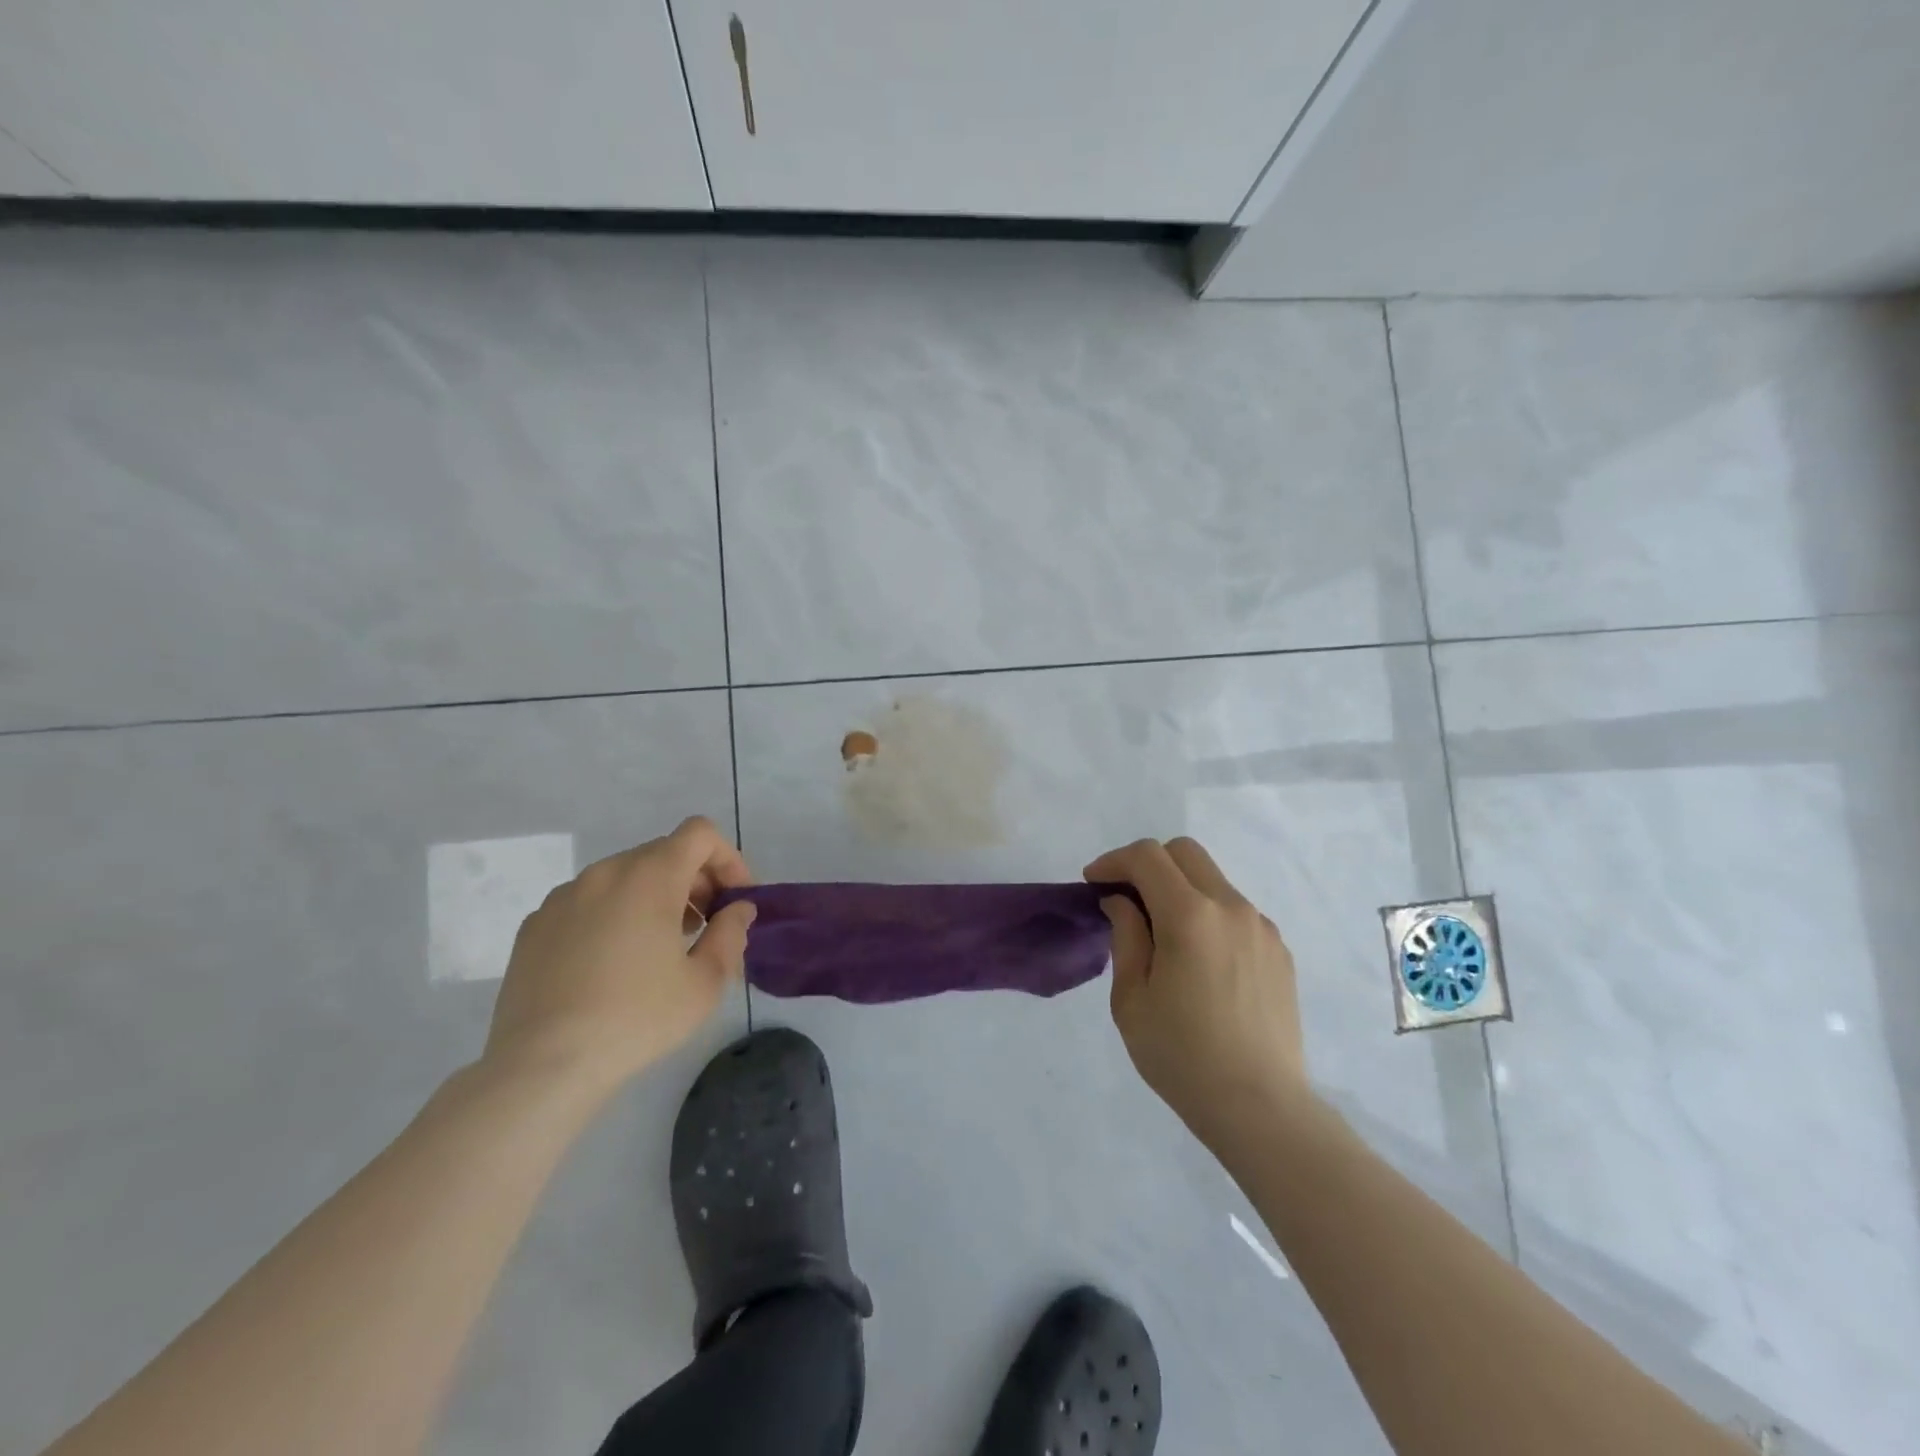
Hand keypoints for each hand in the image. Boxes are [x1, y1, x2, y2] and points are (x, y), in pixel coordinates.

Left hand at [483, 816, 755, 1096]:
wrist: (541, 1066)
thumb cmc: (636, 1018)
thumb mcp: (705, 982)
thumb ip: (730, 934)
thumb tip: (737, 909)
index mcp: (650, 876)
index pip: (700, 833)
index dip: (727, 858)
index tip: (735, 899)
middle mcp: (605, 872)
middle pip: (663, 853)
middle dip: (694, 881)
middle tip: (706, 927)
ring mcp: (564, 897)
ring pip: (624, 878)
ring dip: (654, 898)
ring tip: (660, 948)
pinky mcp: (535, 925)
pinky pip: (588, 903)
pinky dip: (614, 915)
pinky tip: (612, 965)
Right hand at [1085, 837, 1311, 1147]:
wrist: (1261, 1108)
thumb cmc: (1182, 1057)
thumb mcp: (1132, 999)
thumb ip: (1125, 936)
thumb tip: (1122, 901)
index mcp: (1190, 916)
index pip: (1147, 856)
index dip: (1113, 861)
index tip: (1094, 884)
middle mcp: (1231, 908)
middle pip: (1184, 852)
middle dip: (1148, 863)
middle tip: (1126, 899)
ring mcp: (1261, 927)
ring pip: (1212, 880)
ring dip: (1180, 889)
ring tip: (1163, 935)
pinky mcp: (1279, 950)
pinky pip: (1235, 911)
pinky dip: (1208, 914)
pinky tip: (1199, 960)